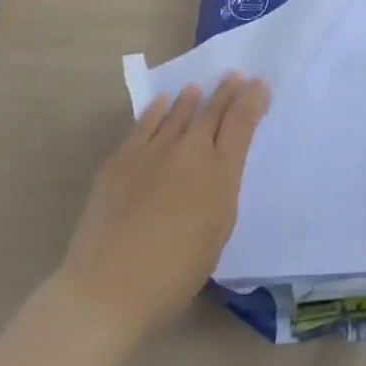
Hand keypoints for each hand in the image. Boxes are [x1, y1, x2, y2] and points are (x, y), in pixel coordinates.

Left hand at [55, 73, 269, 334]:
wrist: (107, 289)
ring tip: (197, 88)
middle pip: (213, 110)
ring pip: (178, 112)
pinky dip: (157, 109)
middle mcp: (190, 151)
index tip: (258, 84)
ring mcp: (153, 151)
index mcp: (220, 173)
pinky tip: (162, 102)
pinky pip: (145, 123)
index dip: (252, 99)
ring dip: (192, 98)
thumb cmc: (173, 274)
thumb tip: (221, 164)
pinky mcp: (122, 158)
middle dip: (226, 91)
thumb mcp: (217, 231)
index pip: (242, 121)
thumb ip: (222, 189)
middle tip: (234, 76)